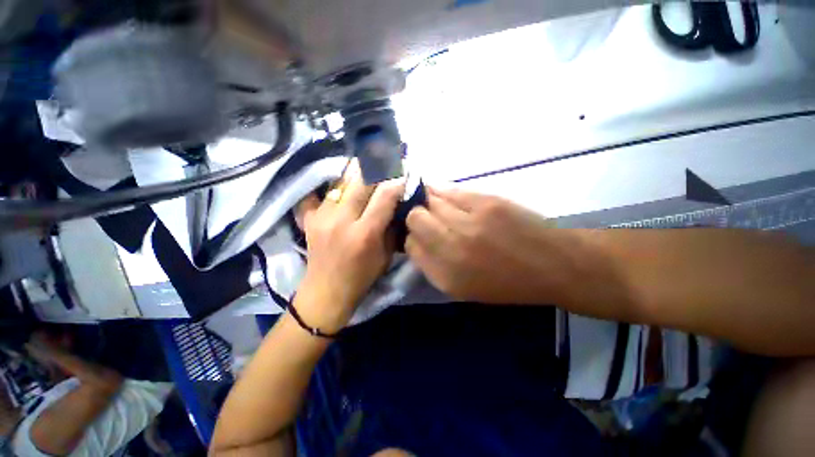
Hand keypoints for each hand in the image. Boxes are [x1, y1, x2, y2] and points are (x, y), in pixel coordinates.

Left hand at [296, 160, 404, 331]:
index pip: (384, 196)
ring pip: (341, 183)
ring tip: (366, 162)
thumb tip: (396, 204)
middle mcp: (342, 221)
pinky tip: (339, 181)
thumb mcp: (386, 255)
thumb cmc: (362, 277)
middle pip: (361, 182)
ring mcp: (322, 217)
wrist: (326, 292)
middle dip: (377, 167)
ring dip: (356, 172)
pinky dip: (331, 185)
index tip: (403, 173)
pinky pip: (320, 193)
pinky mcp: (309, 219)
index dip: (396, 181)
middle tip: (385, 157)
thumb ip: (391, 227)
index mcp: (365, 233)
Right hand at [405, 187, 563, 303]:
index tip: (419, 234)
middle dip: (416, 216)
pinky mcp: (486, 202)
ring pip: (430, 201)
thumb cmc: (505, 282)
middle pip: (415, 219)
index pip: (410, 245)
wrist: (551, 265)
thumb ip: (433, 265)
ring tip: (434, 202)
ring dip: (428, 201)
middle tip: (425, 216)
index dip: (411, 237)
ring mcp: (469, 223)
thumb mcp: (462, 287)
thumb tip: (415, 239)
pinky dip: (442, 190)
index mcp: (446, 275)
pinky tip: (444, 192)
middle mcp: (452, 248)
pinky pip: (450, 190)